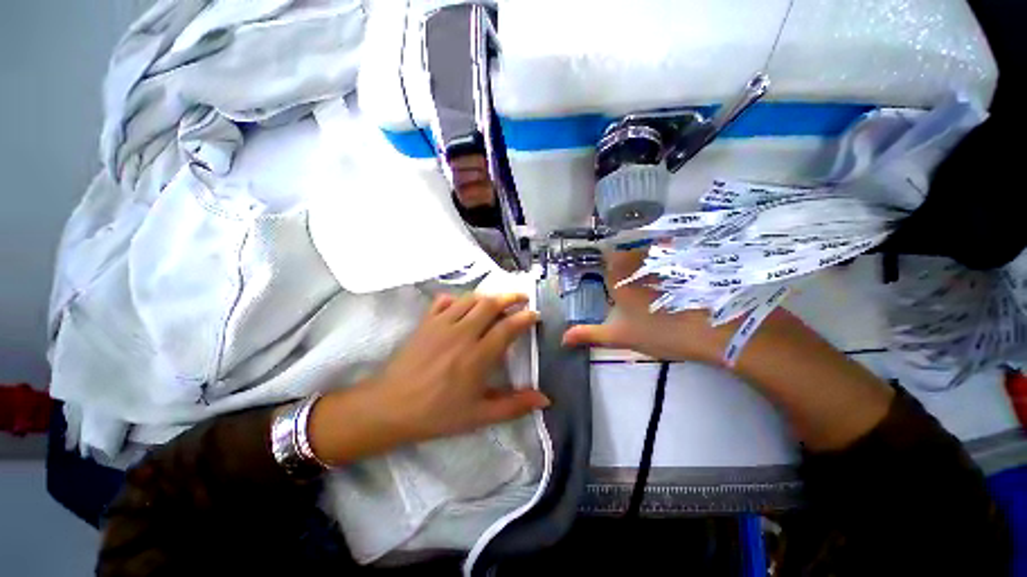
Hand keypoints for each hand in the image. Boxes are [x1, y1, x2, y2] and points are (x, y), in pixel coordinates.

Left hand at [309, 292, 548, 464]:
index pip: (508, 327)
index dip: (525, 317)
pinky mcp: (426, 322)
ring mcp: (442, 324)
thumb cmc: (437, 414)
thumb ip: (514, 405)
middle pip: (491, 304)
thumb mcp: (479, 416)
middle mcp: (462, 333)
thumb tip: (545, 399)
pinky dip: (458, 299)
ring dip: (488, 296)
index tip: (535, 314)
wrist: (390, 408)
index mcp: (478, 356)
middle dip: (511, 296)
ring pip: (470, 299)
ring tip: (498, 300)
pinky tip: (463, 306)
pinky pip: (444, 301)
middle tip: (522, 297)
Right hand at [561, 249, 734, 363]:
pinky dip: (663, 259)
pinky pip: (666, 253)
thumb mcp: (619, 336)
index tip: (606, 279)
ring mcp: (661, 258)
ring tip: (646, 281)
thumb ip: (588, 334)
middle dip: (621, 265)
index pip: (603, 259)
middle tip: (625, 285)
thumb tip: (561, 339)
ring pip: (643, 253)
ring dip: (641, 261)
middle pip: (622, 255)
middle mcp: (636, 261)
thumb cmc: (658, 331)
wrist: (711, 330)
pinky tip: (669, 276)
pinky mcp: (684, 261)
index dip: (602, 265)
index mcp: (617, 276)